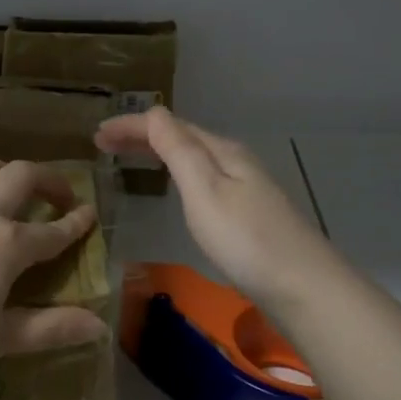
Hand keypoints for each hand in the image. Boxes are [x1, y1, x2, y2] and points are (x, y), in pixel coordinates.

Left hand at [0, 159, 106, 399]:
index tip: (92, 214)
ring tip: (16, 188)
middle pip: (21, 176)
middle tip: (61, 198)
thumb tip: (100, 327)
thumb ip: (51, 328)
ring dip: (7, 171)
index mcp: (6, 244)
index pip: (53, 230)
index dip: (76, 223)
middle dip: (48, 181)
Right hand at [95, 107, 343, 314]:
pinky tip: (175, 186)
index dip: (132, 126)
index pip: (169, 126)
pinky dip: (176, 172)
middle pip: (182, 138)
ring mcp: (245, 187)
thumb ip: (179, 150)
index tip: (96, 134)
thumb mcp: (205, 191)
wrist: (304, 287)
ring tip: (128, 157)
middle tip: (103, 143)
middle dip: (142, 136)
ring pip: (193, 157)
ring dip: (158, 152)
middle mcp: (235, 161)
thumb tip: (153, 112)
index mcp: (222, 152)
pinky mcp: (248, 213)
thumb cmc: (246, 240)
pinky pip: (202, 178)